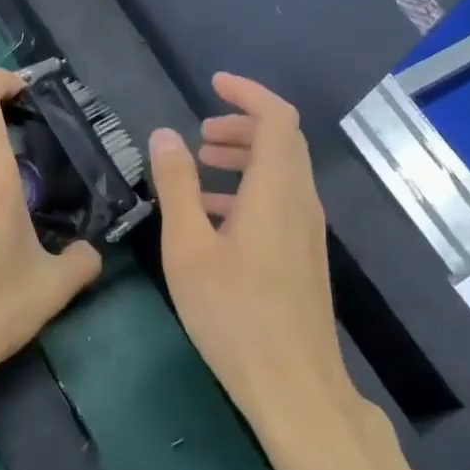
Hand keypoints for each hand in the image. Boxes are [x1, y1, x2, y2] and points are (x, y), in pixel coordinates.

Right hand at [149, 74, 358, 437]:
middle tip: (200, 134)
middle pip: (282, 143)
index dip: (248, 94)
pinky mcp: (302, 257)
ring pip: (280, 174)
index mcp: (276, 190)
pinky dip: (248, 192)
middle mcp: (300, 202)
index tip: (214, 84)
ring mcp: (306, 232)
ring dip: (244, 159)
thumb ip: (177, 186)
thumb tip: (163, 135)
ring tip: (201, 167)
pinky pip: (279, 204)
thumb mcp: (189, 246)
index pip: (277, 118)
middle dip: (242, 126)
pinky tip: (213, 219)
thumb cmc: (234, 313)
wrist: (293, 385)